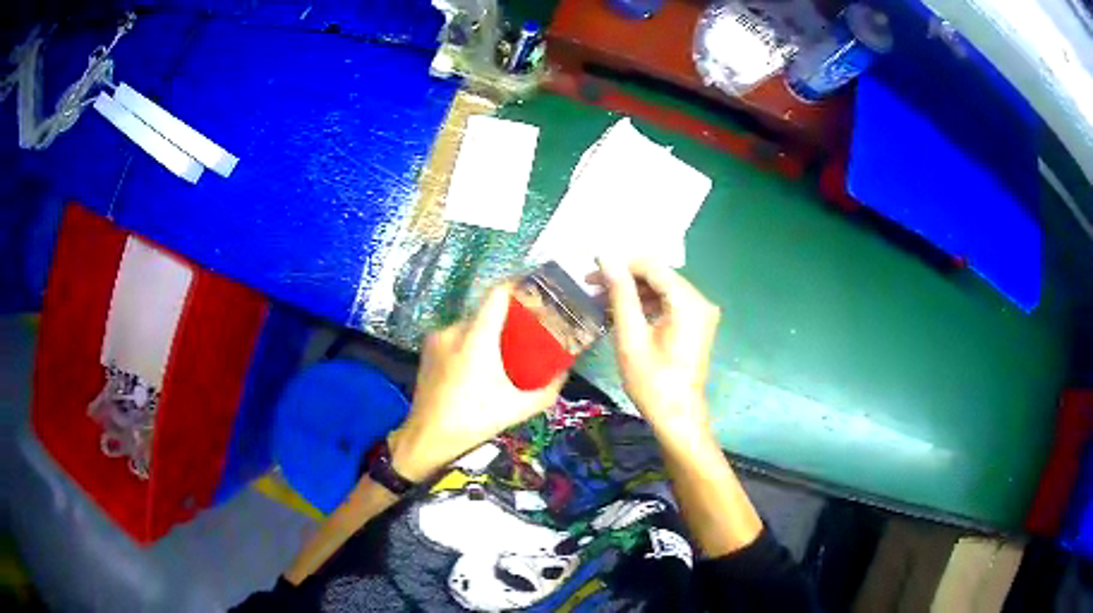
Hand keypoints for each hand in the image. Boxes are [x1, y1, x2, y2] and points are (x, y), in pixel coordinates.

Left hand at [390, 284, 564, 480]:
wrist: (427, 437)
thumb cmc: (474, 421)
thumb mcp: (518, 408)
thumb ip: (547, 390)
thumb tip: (565, 372)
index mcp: (477, 338)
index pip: (497, 293)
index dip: (517, 285)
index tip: (534, 288)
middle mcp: (454, 330)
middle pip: (486, 310)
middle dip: (507, 316)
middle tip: (525, 330)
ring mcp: (437, 339)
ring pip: (470, 324)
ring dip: (487, 332)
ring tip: (502, 352)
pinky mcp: (427, 350)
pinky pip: (455, 336)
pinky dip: (470, 342)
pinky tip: (477, 365)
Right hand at [592, 259, 719, 440]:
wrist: (678, 416)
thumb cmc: (652, 381)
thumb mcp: (630, 336)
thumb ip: (621, 294)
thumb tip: (607, 258)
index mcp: (687, 301)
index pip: (652, 266)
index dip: (620, 265)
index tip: (592, 275)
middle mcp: (700, 300)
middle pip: (659, 275)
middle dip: (626, 279)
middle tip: (593, 288)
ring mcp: (702, 313)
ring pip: (664, 289)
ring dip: (635, 292)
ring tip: (604, 302)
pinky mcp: (698, 324)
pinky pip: (671, 303)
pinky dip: (648, 305)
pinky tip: (625, 314)